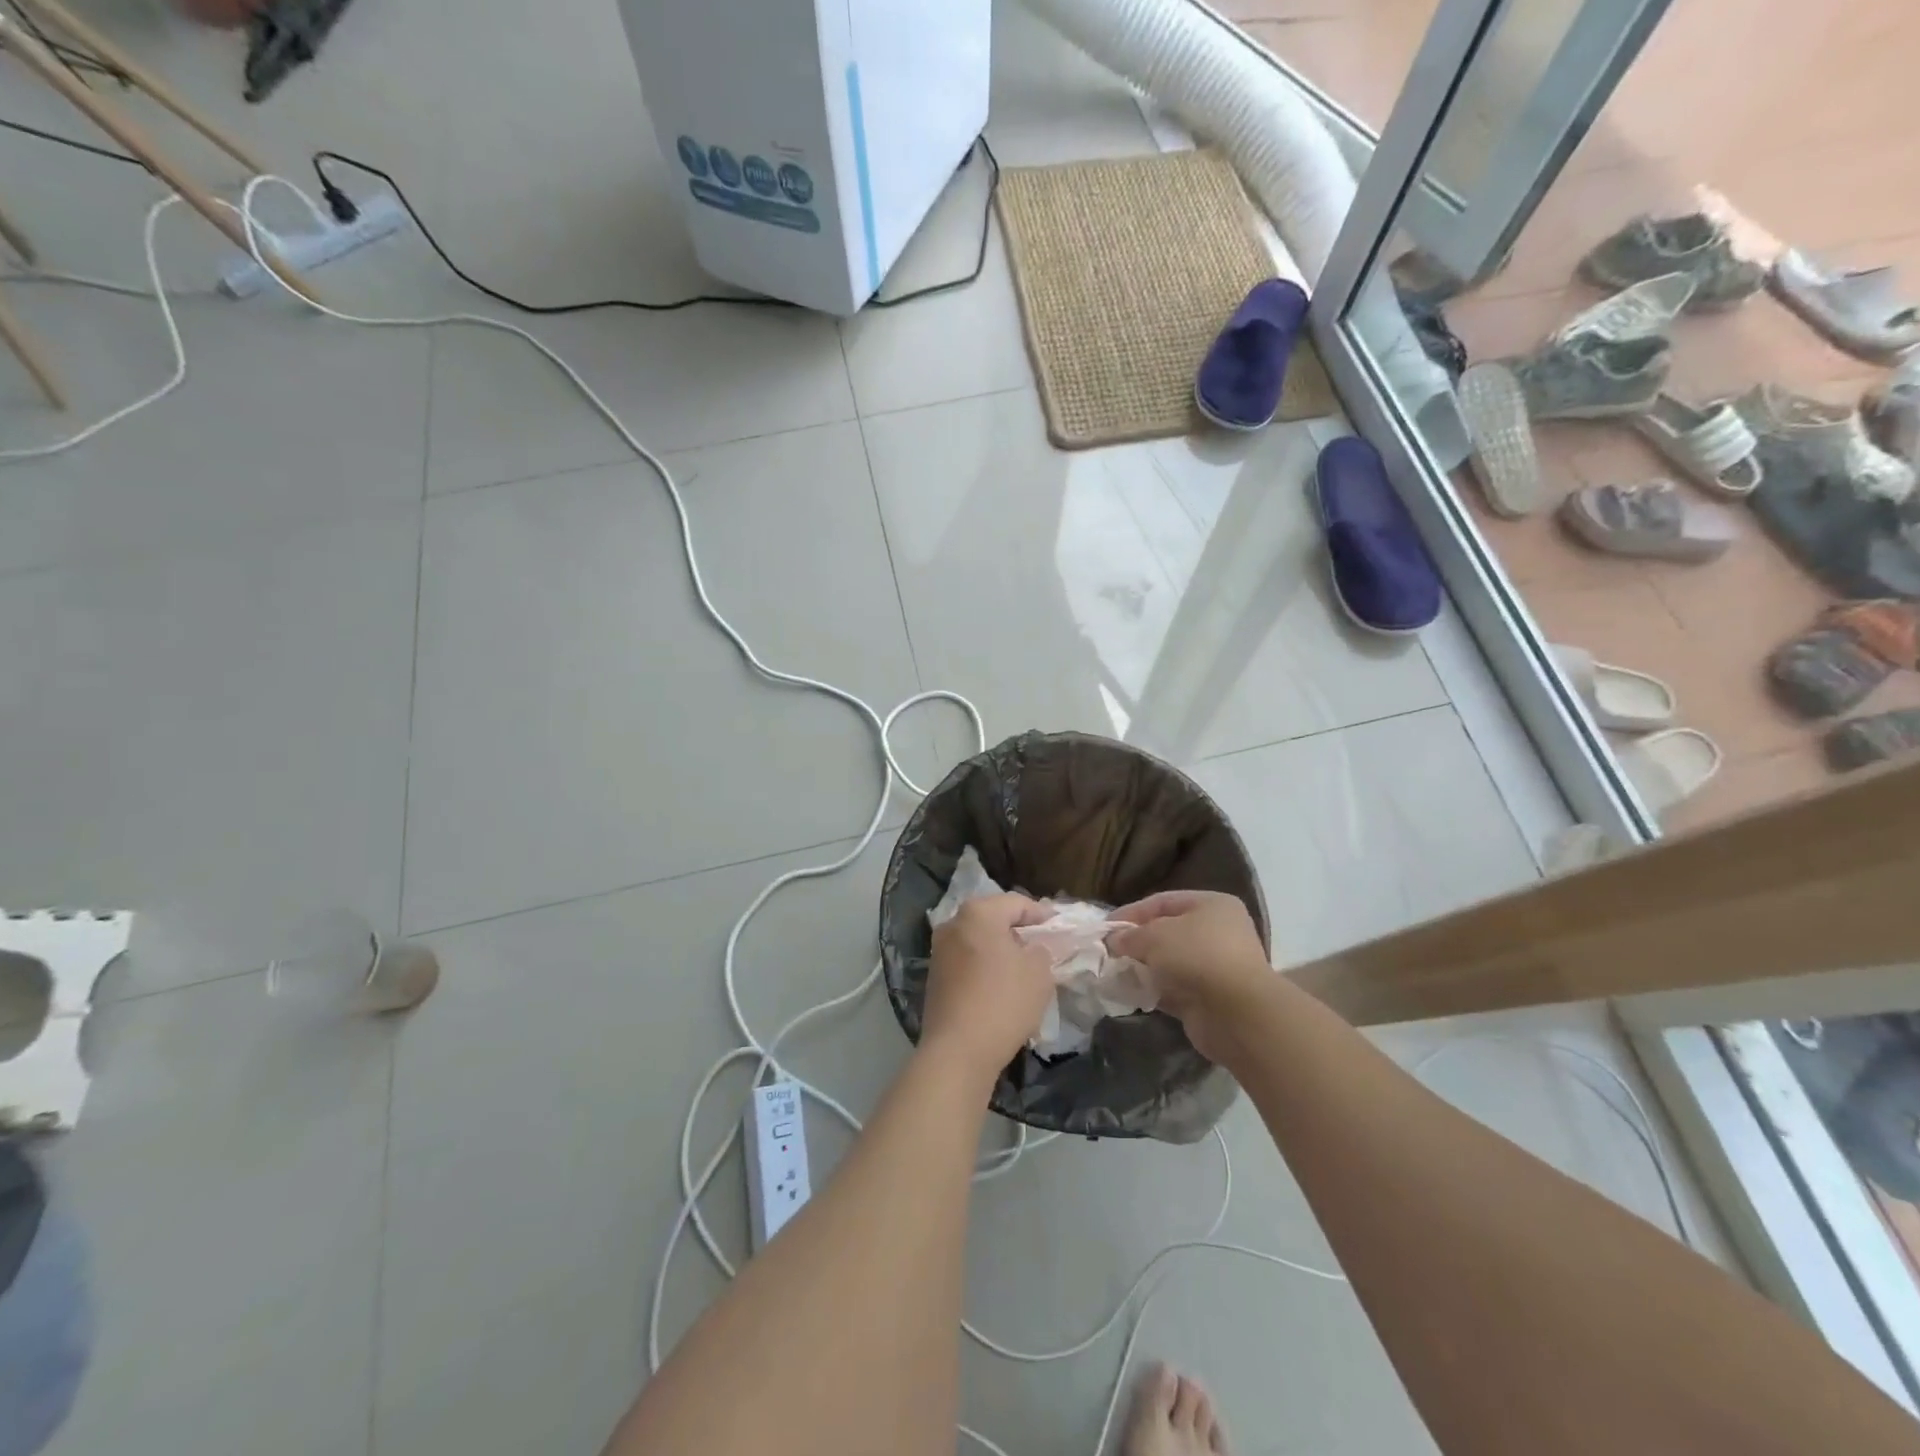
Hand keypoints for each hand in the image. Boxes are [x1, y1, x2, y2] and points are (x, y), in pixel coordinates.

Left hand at [921, 894, 1055, 1081]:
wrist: (958, 1050)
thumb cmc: (1003, 1001)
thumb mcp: (1039, 972)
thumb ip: (1042, 950)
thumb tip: (1034, 947)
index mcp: (978, 913)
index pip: (1016, 903)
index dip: (1041, 914)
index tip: (1058, 927)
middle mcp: (953, 923)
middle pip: (993, 918)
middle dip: (1018, 930)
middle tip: (1042, 945)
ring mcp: (939, 950)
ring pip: (978, 940)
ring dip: (1000, 949)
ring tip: (1024, 967)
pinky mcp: (934, 976)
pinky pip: (967, 961)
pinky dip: (985, 966)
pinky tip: (1001, 985)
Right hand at [1107, 891, 1272, 1062]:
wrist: (1236, 1014)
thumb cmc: (1197, 956)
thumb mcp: (1155, 936)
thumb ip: (1130, 935)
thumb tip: (1113, 941)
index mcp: (1212, 905)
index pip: (1162, 901)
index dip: (1131, 912)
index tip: (1104, 927)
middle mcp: (1217, 932)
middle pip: (1166, 932)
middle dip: (1136, 941)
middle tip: (1108, 951)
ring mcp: (1215, 967)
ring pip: (1169, 962)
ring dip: (1142, 966)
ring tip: (1114, 972)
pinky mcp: (1208, 997)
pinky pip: (1172, 988)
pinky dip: (1152, 989)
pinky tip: (1129, 992)